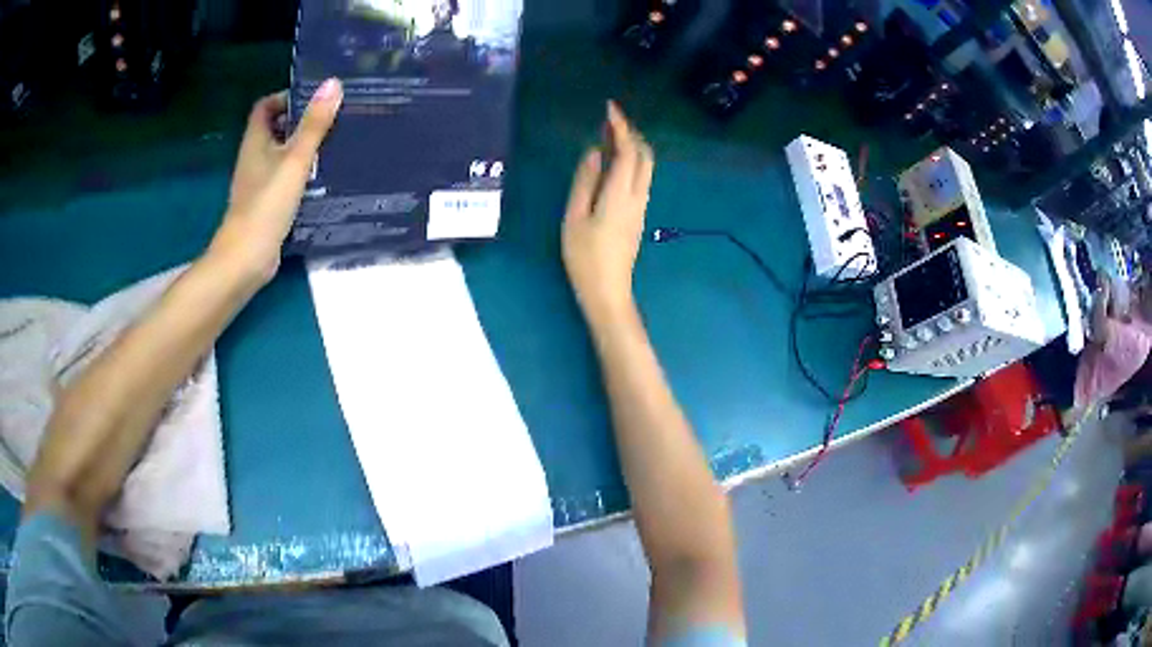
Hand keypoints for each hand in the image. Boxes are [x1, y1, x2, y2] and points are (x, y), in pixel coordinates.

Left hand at [208, 78, 343, 283]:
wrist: (247, 258)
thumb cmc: (267, 203)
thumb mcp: (295, 159)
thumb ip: (314, 124)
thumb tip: (333, 83)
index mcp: (255, 142)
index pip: (265, 106)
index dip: (286, 97)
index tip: (314, 98)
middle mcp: (253, 158)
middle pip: (274, 129)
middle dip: (300, 121)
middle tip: (331, 118)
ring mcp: (257, 183)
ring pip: (280, 154)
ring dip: (301, 147)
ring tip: (333, 143)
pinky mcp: (265, 204)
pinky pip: (283, 177)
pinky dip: (299, 173)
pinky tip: (322, 177)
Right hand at [562, 101, 653, 323]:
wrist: (608, 290)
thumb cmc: (585, 256)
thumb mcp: (575, 216)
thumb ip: (585, 181)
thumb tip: (594, 152)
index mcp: (621, 193)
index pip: (627, 150)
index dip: (620, 126)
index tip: (609, 108)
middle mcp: (638, 195)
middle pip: (644, 155)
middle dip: (631, 133)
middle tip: (610, 120)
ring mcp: (642, 206)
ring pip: (646, 167)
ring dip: (633, 146)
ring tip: (610, 135)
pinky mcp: (639, 215)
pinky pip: (641, 178)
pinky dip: (632, 161)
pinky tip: (614, 161)